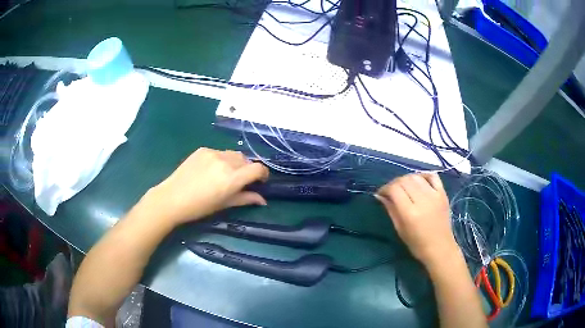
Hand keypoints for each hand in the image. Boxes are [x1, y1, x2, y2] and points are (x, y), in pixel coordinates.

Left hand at [141, 148, 268, 225]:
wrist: (172, 198)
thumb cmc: (199, 207)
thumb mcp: (224, 204)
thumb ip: (245, 198)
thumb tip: (262, 199)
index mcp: (232, 178)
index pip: (257, 168)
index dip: (263, 174)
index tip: (260, 181)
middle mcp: (225, 161)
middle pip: (246, 160)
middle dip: (247, 169)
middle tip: (240, 181)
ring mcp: (212, 153)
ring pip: (233, 154)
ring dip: (235, 163)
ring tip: (224, 174)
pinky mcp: (202, 149)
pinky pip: (219, 152)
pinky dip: (221, 159)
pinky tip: (210, 170)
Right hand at [375, 173, 459, 270]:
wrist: (440, 248)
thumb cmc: (417, 244)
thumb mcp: (400, 230)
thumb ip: (391, 210)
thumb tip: (380, 195)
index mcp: (410, 213)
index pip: (394, 189)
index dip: (385, 188)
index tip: (381, 194)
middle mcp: (422, 201)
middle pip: (404, 180)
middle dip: (394, 183)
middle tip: (391, 191)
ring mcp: (434, 195)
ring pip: (416, 177)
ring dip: (407, 179)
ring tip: (404, 187)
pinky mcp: (443, 194)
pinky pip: (432, 176)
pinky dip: (423, 175)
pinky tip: (419, 181)